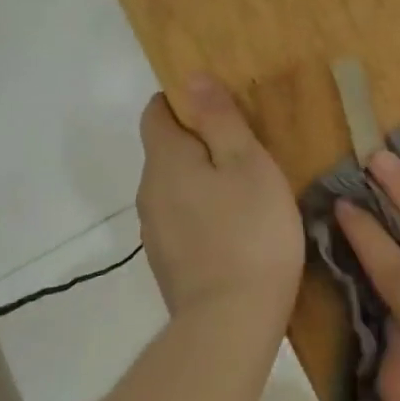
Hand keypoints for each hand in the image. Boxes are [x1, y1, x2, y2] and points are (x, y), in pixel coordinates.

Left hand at [138, 75, 303, 329]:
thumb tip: (191, 78)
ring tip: (247, 191)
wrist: (231, 322)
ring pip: (175, 186)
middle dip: (200, 142)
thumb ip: (219, 119)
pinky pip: (182, 219)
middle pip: (166, 149)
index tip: (222, 110)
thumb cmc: (250, 232)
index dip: (185, 102)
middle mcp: (148, 191)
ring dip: (203, 180)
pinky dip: (203, 212)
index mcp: (165, 160)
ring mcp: (155, 231)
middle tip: (247, 150)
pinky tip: (236, 229)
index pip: (156, 111)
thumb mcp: (247, 164)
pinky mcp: (167, 261)